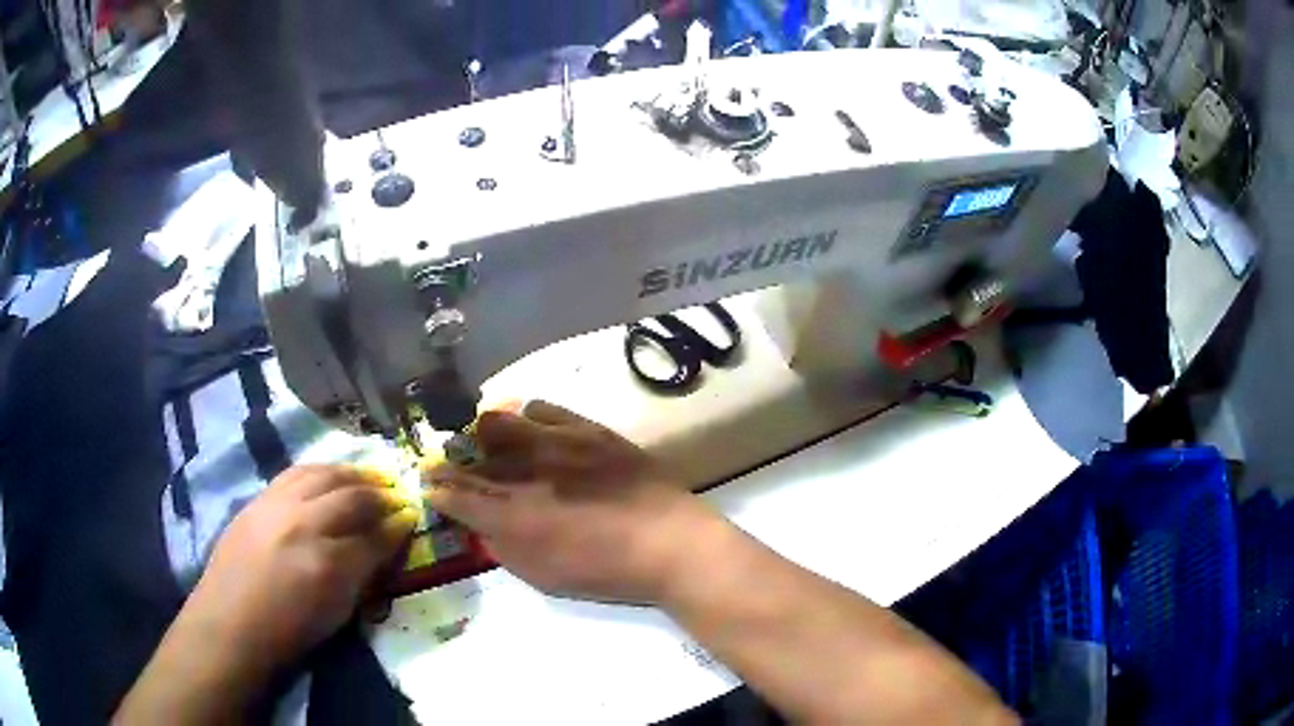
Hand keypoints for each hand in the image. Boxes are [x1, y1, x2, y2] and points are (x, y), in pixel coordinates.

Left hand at [183, 465, 418, 670]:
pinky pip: (297, 472)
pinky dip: (322, 470)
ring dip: (353, 473)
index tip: (412, 517)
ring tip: (370, 476)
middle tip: (398, 494)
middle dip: (382, 494)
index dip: (398, 526)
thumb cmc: (289, 631)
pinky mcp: (260, 499)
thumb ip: (363, 575)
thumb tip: (383, 547)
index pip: (375, 535)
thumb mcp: (338, 613)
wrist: (232, 622)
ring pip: (324, 474)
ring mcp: (279, 506)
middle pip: (353, 497)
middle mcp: (305, 524)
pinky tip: (331, 475)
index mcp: (330, 564)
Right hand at [424, 401, 718, 603]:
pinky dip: (527, 418)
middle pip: (469, 451)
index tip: (430, 485)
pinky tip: (533, 430)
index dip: (437, 488)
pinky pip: (542, 409)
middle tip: (459, 466)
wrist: (669, 541)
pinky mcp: (585, 428)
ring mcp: (554, 443)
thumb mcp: (543, 576)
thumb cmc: (605, 571)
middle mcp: (523, 471)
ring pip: (498, 420)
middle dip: (455, 458)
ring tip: (493, 445)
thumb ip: (503, 547)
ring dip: (486, 434)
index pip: (454, 492)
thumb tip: (480, 524)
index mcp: (510, 514)